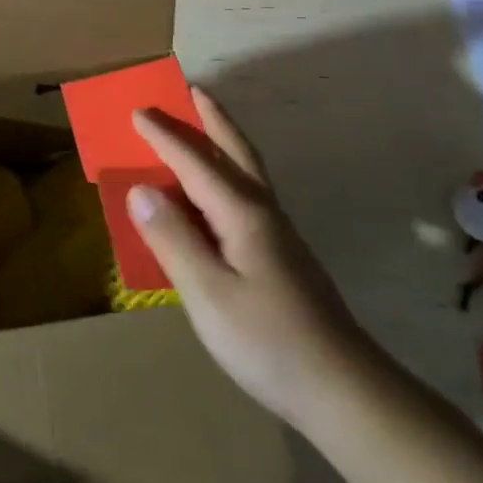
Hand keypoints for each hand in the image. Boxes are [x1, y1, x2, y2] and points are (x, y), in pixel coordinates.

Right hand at [129, 87, 381, 430]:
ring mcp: (277, 234)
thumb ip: (172, 238)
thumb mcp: (208, 294)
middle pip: (234, 151)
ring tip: (202, 124)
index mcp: (242, 214)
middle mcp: (262, 212)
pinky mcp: (281, 255)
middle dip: (210, 119)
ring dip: (221, 140)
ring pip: (246, 170)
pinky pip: (246, 194)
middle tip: (191, 90)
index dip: (163, 136)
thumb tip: (139, 189)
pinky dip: (227, 172)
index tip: (136, 111)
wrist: (346, 392)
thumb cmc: (269, 342)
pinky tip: (215, 193)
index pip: (194, 162)